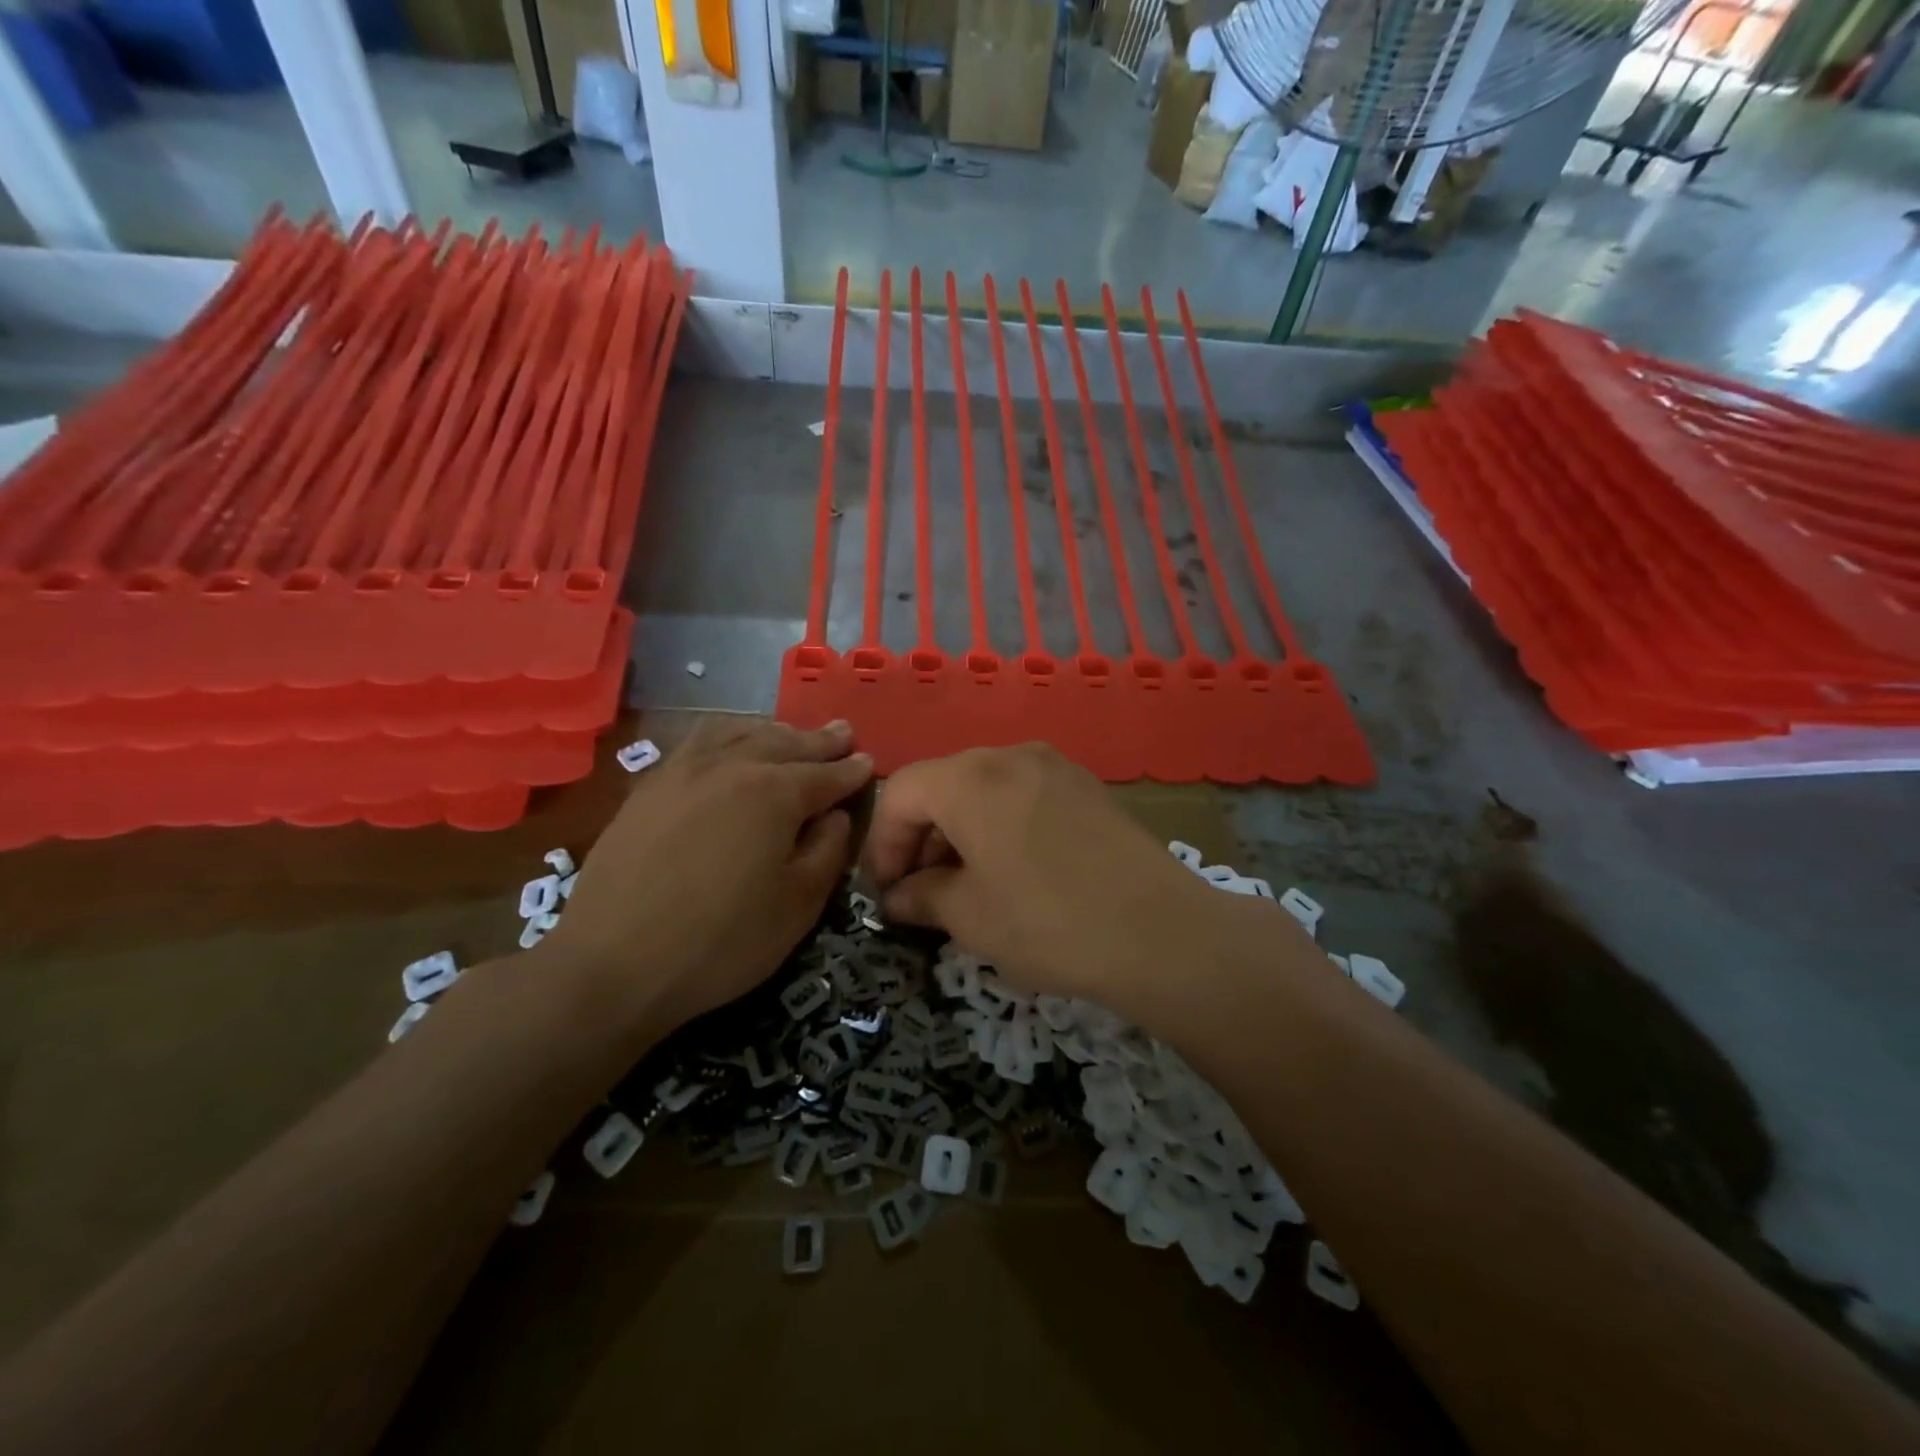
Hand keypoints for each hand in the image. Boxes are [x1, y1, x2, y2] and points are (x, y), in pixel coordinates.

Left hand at [545, 718, 872, 1042]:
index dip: (852, 771)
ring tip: (789, 732)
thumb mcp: (799, 905)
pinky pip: (698, 742)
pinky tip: (728, 744)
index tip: (869, 762)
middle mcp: (731, 766)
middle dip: (818, 740)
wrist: (612, 963)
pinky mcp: (649, 786)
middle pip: (785, 743)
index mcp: (775, 792)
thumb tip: (834, 815)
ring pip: (739, 731)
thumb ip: (828, 850)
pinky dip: (727, 734)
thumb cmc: (721, 941)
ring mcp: (684, 771)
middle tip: (843, 732)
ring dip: (773, 730)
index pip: (826, 775)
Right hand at [861, 743, 1217, 1001]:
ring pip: (984, 788)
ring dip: (960, 832)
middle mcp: (1010, 756)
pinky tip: (1013, 870)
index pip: (901, 794)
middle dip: (921, 838)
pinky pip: (1023, 794)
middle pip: (942, 785)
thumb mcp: (971, 918)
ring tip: (966, 885)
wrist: (1162, 933)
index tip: (886, 893)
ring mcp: (1055, 766)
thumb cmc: (1049, 924)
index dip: (882, 844)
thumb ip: (921, 898)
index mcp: (970, 779)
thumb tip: (898, 897)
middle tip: (921, 893)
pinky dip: (1000, 825)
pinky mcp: (1087, 786)